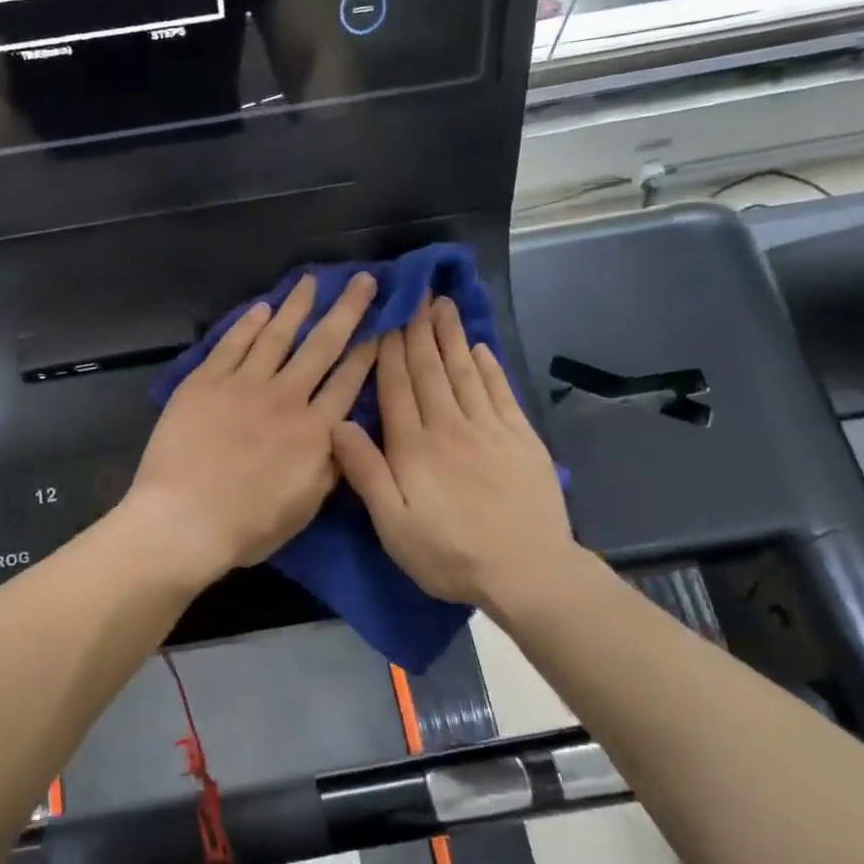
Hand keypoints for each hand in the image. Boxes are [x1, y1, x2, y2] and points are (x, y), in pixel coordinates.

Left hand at [122, 274, 379, 585]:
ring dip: (297, 306)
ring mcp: (243, 385)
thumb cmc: (246, 526)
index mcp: (315, 432)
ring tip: (312, 281)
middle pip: (322, 346)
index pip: (349, 381)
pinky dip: (248, 324)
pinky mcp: (205, 382)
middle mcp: (286, 398)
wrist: (183, 519)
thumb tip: (346, 436)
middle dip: (347, 310)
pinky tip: (262, 308)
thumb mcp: (305, 508)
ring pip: (277, 336)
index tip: (383, 323)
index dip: (369, 350)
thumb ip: (330, 468)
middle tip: (363, 279)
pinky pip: (232, 345)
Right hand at [332, 297, 578, 611]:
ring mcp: (489, 430)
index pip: (397, 387)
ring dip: (452, 337)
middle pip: (430, 370)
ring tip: (444, 305)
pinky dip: (490, 367)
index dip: (389, 350)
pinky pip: (501, 393)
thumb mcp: (392, 524)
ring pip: (465, 373)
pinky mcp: (521, 439)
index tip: (386, 316)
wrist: (526, 570)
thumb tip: (338, 422)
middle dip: (420, 331)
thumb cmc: (448, 553)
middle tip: (417, 293)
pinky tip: (481, 348)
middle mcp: (449, 426)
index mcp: (414, 447)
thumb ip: (365, 472)